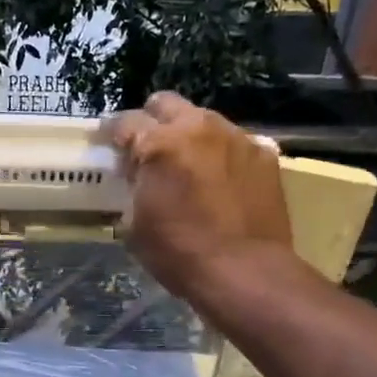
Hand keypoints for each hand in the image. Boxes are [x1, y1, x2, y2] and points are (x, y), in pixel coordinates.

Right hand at [102, 93, 294, 297]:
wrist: (245, 272)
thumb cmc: (180, 253)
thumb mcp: (136, 224)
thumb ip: (135, 187)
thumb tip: (138, 177)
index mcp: (160, 144)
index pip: (125, 121)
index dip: (114, 135)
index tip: (111, 148)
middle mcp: (198, 128)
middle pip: (166, 104)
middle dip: (153, 121)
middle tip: (149, 149)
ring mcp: (236, 137)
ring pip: (204, 121)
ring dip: (190, 136)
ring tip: (189, 166)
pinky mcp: (265, 154)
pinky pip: (235, 143)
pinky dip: (222, 155)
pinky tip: (222, 181)